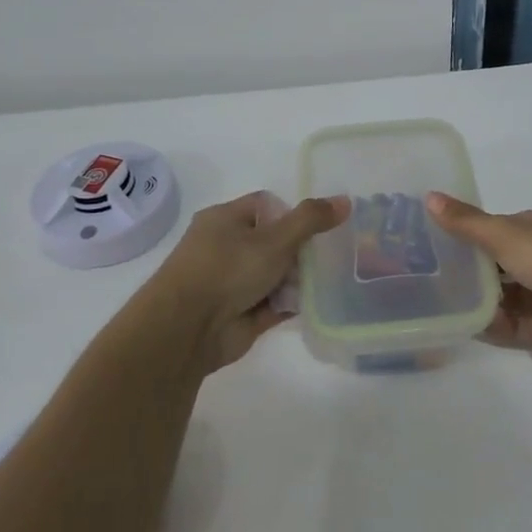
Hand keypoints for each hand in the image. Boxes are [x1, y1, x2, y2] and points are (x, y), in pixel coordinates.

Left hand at [150, 192, 348, 371]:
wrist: (186, 331)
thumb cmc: (226, 270)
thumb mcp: (274, 238)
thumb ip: (310, 220)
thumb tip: (345, 201)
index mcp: (225, 220)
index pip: (266, 206)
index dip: (294, 213)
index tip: (322, 225)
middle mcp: (226, 248)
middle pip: (275, 241)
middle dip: (303, 248)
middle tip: (337, 252)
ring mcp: (233, 283)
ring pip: (276, 274)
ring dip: (301, 278)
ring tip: (338, 276)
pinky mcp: (242, 314)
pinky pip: (275, 304)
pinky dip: (294, 303)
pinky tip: (324, 302)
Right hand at [425, 194, 531, 362]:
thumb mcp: (506, 234)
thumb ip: (466, 222)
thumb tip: (429, 196)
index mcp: (530, 231)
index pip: (489, 232)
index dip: (461, 236)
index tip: (427, 244)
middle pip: (489, 268)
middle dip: (463, 274)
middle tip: (423, 279)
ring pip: (494, 300)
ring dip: (473, 303)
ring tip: (434, 306)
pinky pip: (505, 328)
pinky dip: (488, 327)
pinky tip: (463, 326)